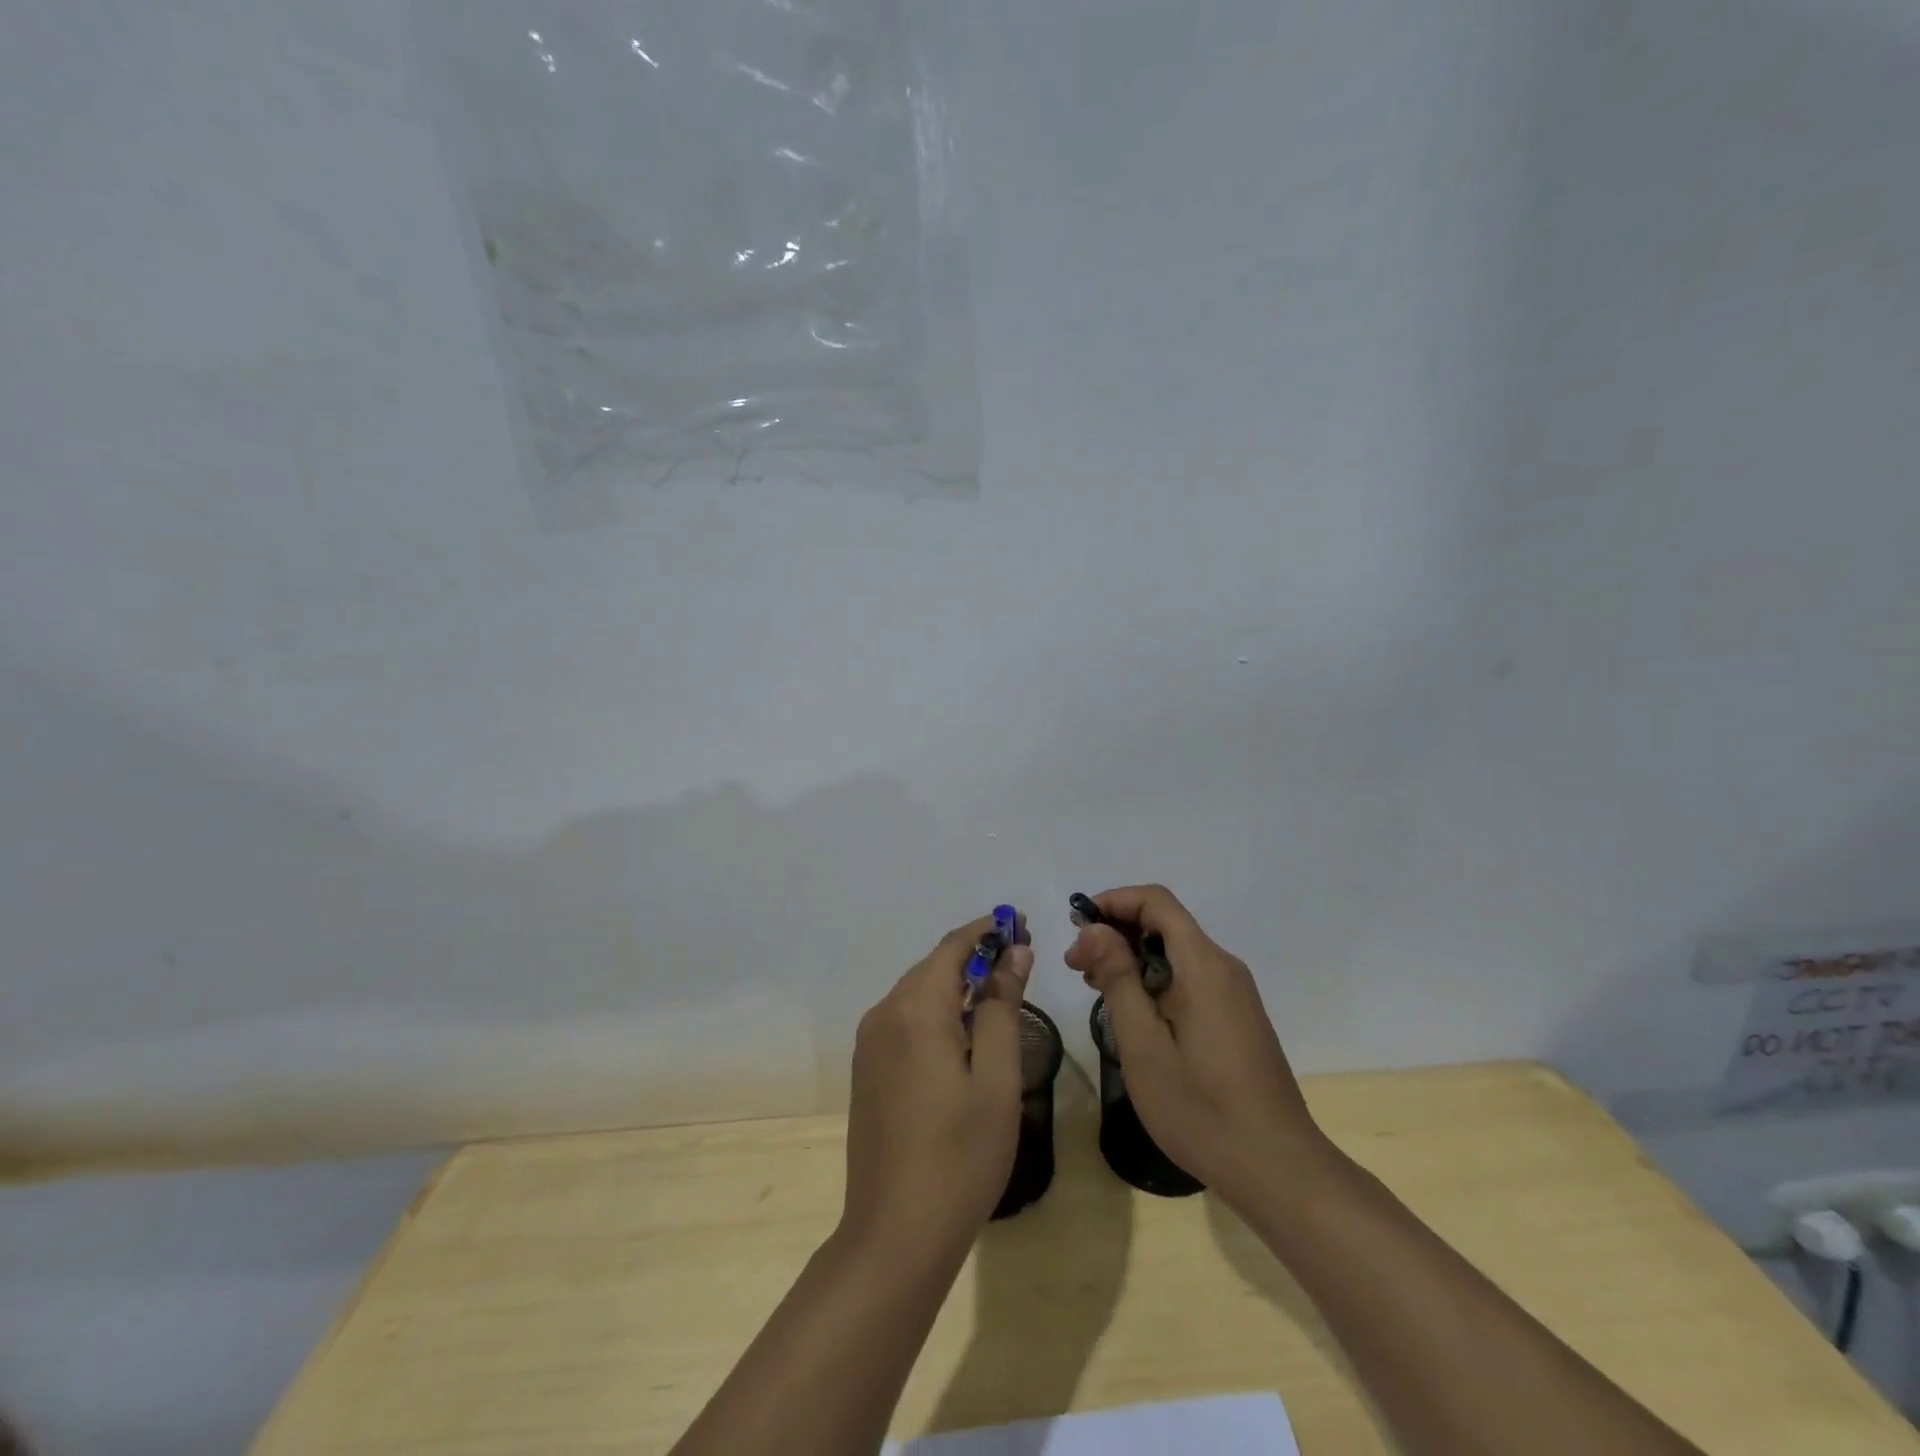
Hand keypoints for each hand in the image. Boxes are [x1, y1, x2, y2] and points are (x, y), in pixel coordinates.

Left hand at [842, 916, 1034, 1257]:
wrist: (895, 1234)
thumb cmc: (960, 1156)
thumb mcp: (996, 1079)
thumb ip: (1001, 1008)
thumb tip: (1013, 953)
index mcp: (914, 1010)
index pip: (953, 947)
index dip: (988, 931)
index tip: (1023, 926)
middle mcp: (884, 1014)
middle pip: (933, 966)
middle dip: (976, 956)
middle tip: (1020, 958)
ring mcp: (870, 1043)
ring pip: (918, 991)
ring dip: (957, 983)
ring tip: (1000, 991)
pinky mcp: (868, 1068)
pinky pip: (905, 1018)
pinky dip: (937, 1009)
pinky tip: (963, 1031)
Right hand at [1065, 885, 1332, 1206]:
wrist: (1278, 1170)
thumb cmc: (1202, 1108)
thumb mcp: (1144, 1045)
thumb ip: (1118, 979)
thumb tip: (1094, 929)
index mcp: (1204, 965)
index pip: (1156, 901)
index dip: (1113, 901)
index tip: (1076, 924)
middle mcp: (1224, 968)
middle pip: (1165, 923)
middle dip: (1116, 932)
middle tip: (1076, 967)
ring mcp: (1235, 994)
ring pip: (1176, 952)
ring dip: (1132, 958)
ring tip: (1095, 989)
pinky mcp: (1237, 1017)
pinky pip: (1189, 977)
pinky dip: (1154, 979)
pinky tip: (1133, 1012)